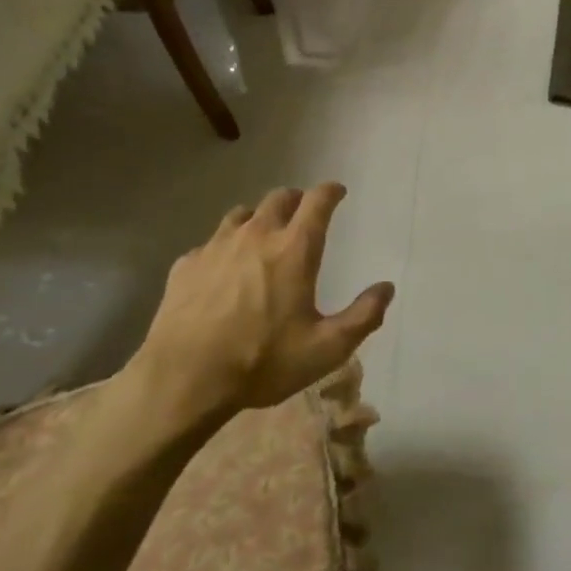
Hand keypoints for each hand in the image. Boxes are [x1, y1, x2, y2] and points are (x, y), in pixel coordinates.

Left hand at [130, 183, 393, 416]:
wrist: (184, 379)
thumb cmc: (262, 361)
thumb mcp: (326, 349)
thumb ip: (363, 316)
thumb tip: (386, 288)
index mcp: (294, 248)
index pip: (317, 201)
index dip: (330, 191)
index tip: (337, 192)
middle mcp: (256, 235)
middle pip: (279, 198)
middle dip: (296, 200)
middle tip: (303, 213)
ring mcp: (216, 246)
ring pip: (242, 215)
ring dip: (258, 218)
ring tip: (263, 235)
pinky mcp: (186, 264)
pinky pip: (210, 243)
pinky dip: (224, 247)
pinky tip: (222, 269)